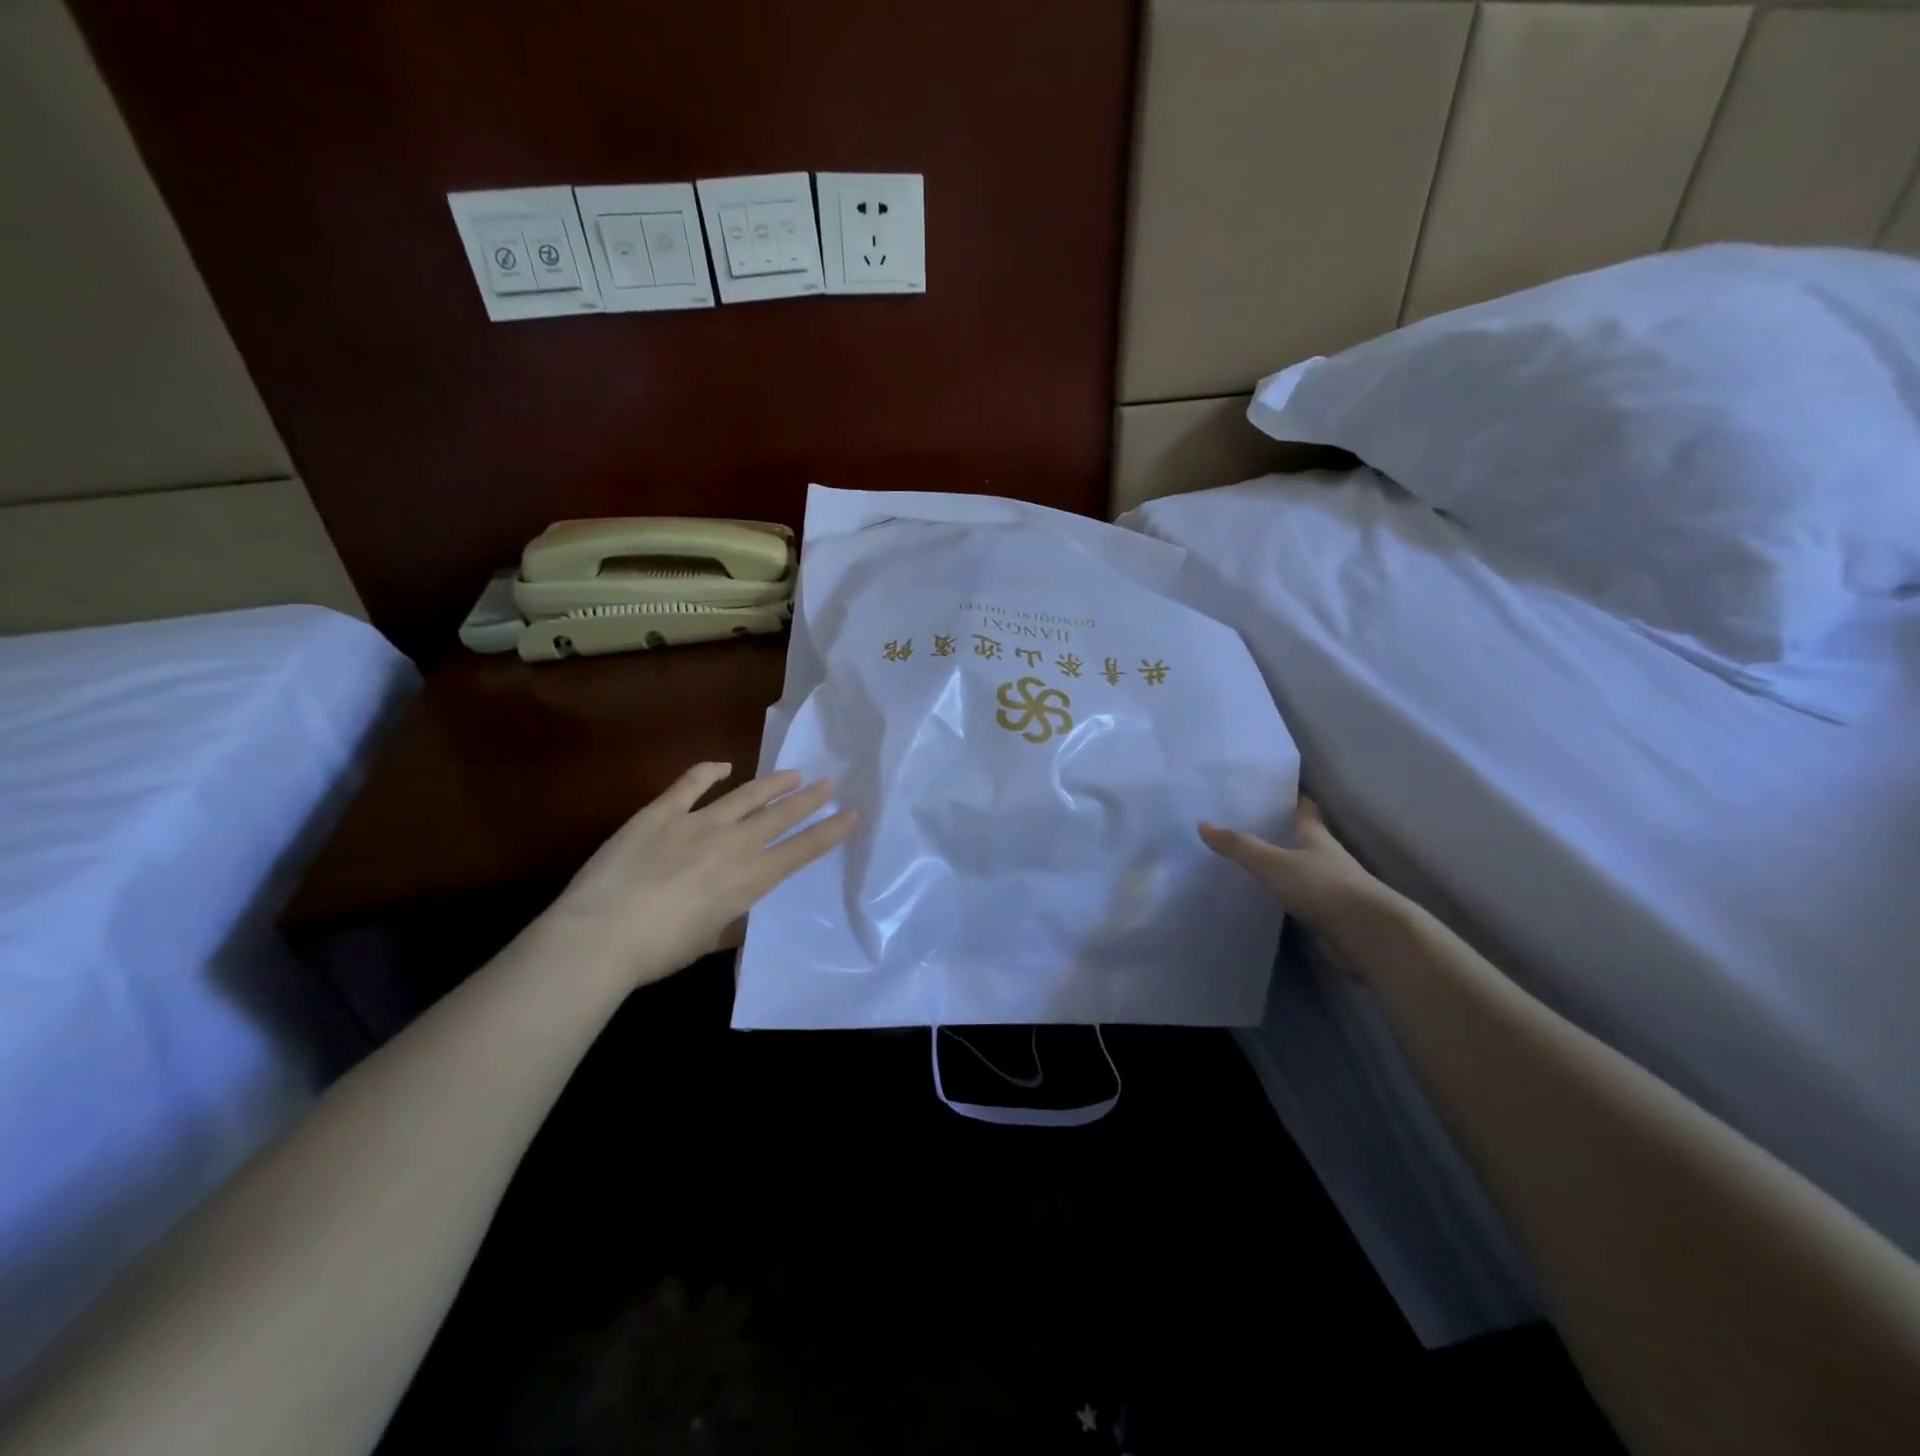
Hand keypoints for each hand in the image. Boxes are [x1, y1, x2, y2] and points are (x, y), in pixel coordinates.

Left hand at [534, 763, 856, 990]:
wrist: (599, 935)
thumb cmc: (659, 951)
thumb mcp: (709, 941)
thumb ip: (732, 922)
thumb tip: (742, 912)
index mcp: (750, 879)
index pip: (801, 850)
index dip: (829, 832)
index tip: (851, 815)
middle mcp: (733, 844)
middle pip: (781, 815)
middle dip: (809, 799)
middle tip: (829, 784)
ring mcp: (697, 823)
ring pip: (746, 795)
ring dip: (773, 783)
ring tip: (793, 773)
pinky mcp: (661, 812)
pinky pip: (691, 784)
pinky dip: (709, 772)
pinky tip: (723, 766)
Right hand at [1199, 796, 1390, 933]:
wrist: (1370, 935)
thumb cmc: (1322, 887)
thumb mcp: (1273, 863)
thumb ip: (1239, 846)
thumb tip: (1203, 824)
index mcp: (1316, 836)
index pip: (1305, 810)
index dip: (1294, 799)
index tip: (1276, 791)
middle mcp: (1328, 857)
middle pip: (1307, 838)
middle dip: (1286, 831)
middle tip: (1255, 825)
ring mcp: (1334, 887)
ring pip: (1307, 868)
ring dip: (1288, 864)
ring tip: (1257, 861)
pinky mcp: (1334, 915)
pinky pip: (1306, 897)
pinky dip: (1291, 894)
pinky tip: (1272, 898)